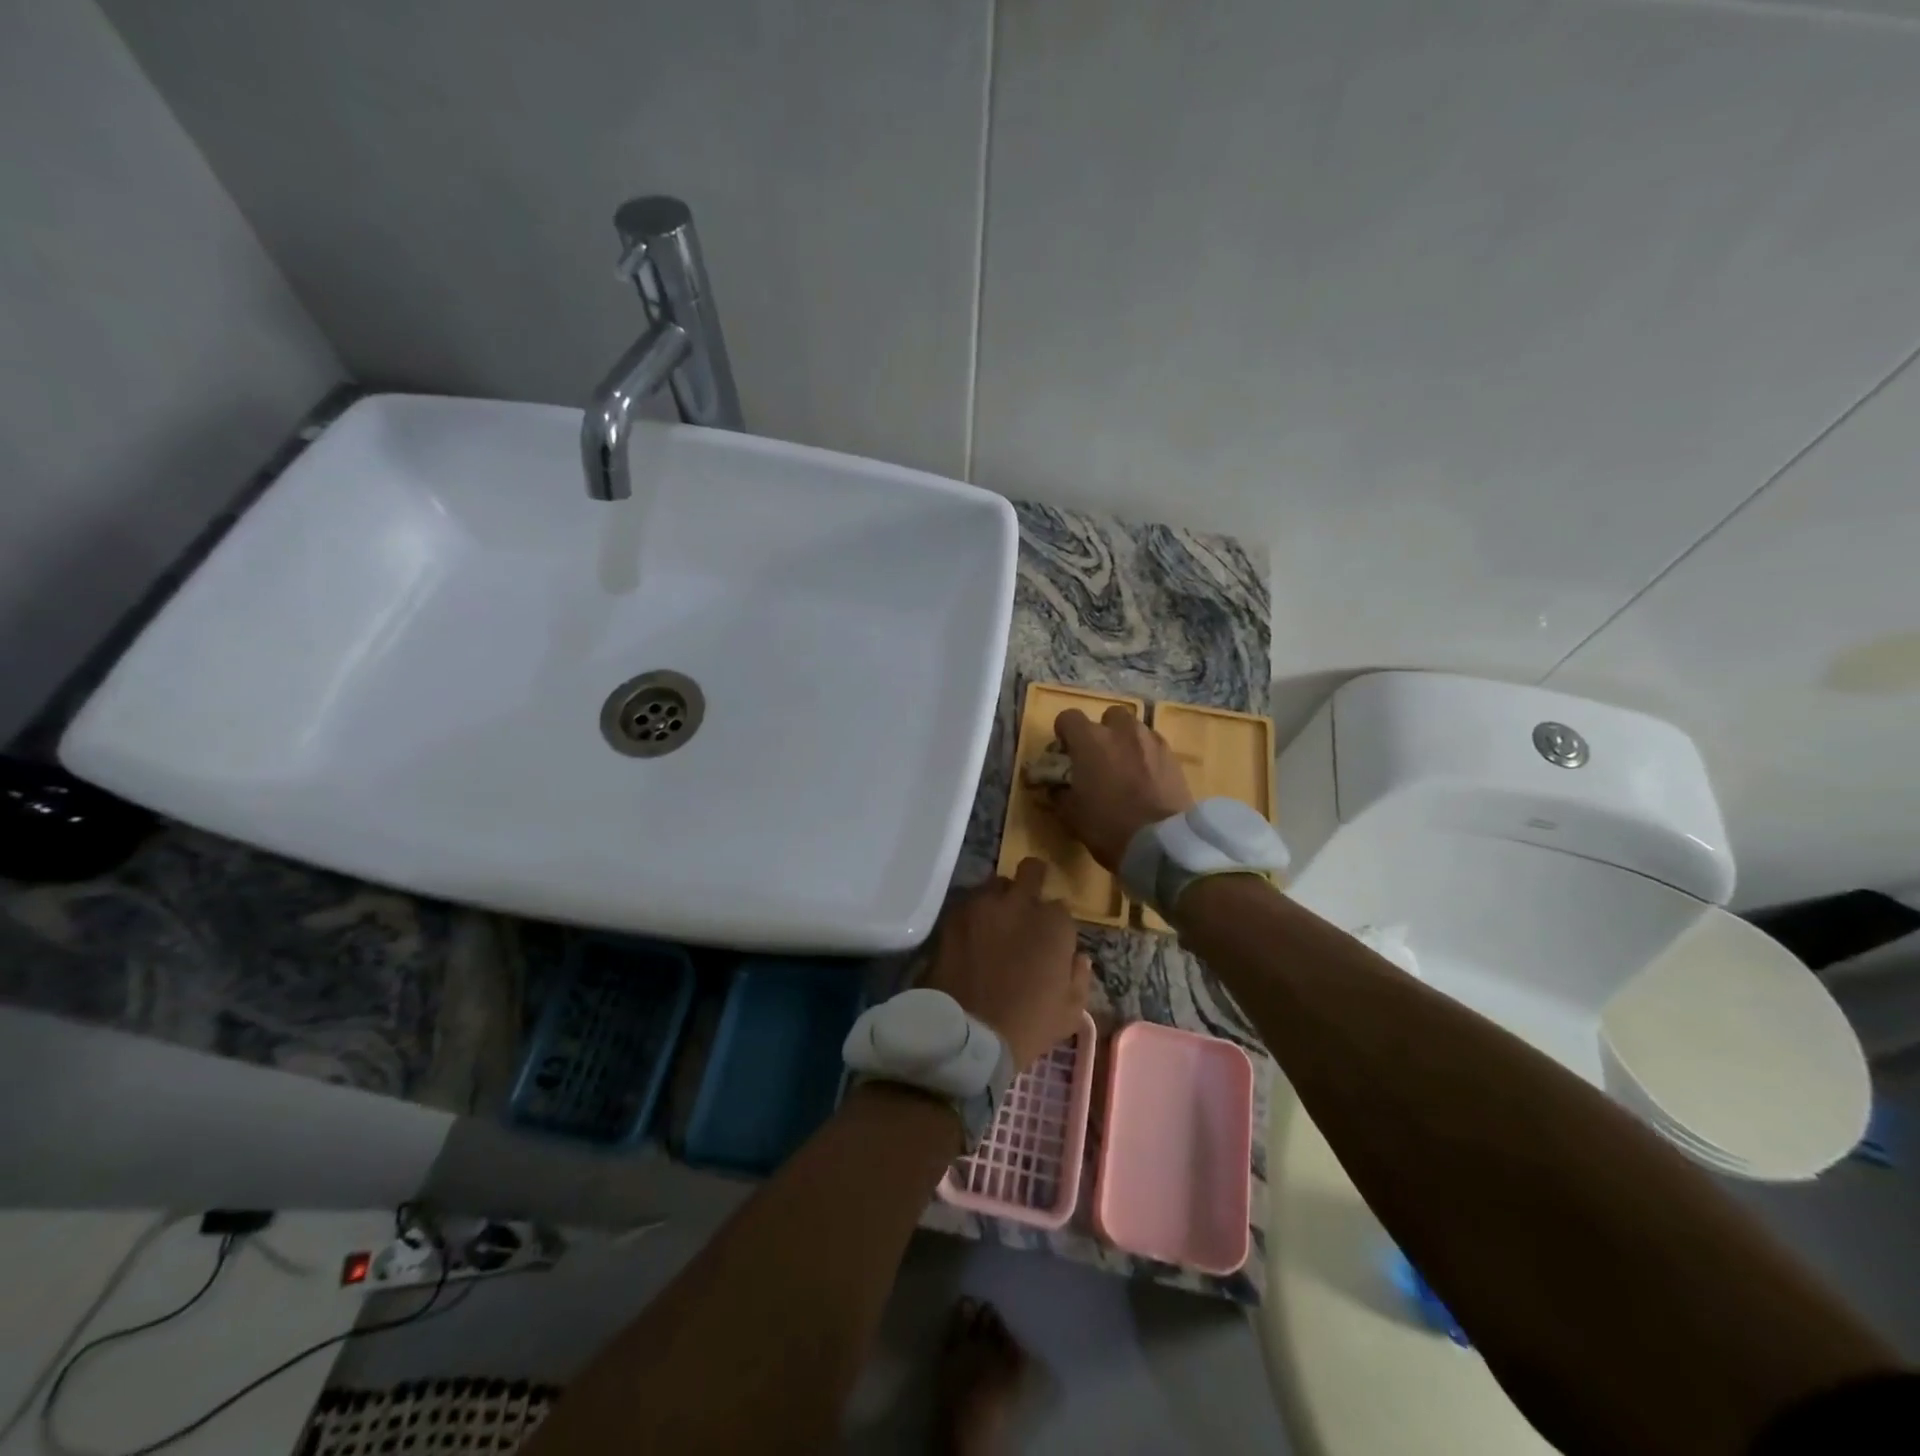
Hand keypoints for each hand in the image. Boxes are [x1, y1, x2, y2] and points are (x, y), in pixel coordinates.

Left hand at [924, 859, 1091, 1068]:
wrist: (967, 1034)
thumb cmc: (1027, 1026)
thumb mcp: (1069, 1013)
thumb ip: (1079, 978)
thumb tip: (1079, 958)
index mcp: (1055, 924)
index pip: (1061, 908)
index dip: (1055, 924)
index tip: (1049, 940)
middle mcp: (1021, 903)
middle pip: (1031, 871)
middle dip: (1032, 881)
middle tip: (1025, 904)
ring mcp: (984, 905)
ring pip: (996, 883)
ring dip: (1000, 897)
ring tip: (995, 921)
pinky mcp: (954, 914)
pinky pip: (968, 901)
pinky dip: (973, 912)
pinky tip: (971, 933)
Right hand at [1050, 707, 1195, 869]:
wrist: (1161, 844)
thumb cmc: (1108, 827)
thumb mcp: (1071, 814)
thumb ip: (1059, 792)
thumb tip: (1056, 785)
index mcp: (1090, 740)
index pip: (1068, 717)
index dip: (1064, 733)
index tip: (1065, 754)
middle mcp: (1121, 731)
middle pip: (1108, 716)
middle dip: (1102, 732)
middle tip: (1098, 760)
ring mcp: (1151, 741)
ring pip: (1134, 729)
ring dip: (1126, 742)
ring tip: (1126, 769)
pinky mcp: (1173, 757)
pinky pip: (1154, 746)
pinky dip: (1147, 756)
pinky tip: (1147, 780)